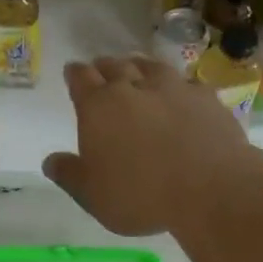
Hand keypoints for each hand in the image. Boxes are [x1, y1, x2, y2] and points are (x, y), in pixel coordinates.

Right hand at [43, 56, 259, 235]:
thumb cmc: (142, 194)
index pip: (80, 77)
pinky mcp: (205, 97)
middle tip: (103, 74)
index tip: (73, 73)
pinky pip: (186, 82)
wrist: (212, 188)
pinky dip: (178, 86)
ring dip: (139, 67)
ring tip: (138, 74)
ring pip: (150, 65)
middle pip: (114, 65)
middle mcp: (132, 87)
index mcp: (98, 106)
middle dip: (105, 68)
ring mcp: (172, 87)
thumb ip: (69, 175)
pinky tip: (181, 95)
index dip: (75, 74)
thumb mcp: (93, 196)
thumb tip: (50, 161)